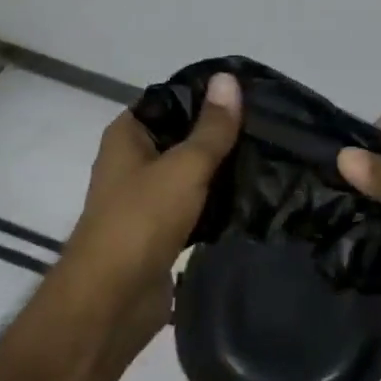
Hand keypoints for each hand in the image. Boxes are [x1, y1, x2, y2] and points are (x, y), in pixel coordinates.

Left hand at [60, 72, 241, 346]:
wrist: (111, 303)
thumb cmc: (141, 220)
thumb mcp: (184, 166)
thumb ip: (212, 127)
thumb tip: (228, 77)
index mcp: (128, 134)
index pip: (171, 99)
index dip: (207, 94)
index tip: (250, 93)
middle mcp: (132, 160)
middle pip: (183, 136)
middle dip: (220, 134)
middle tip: (269, 126)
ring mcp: (145, 198)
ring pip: (190, 173)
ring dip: (220, 170)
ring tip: (268, 157)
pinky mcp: (160, 231)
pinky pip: (194, 206)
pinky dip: (216, 203)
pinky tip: (251, 197)